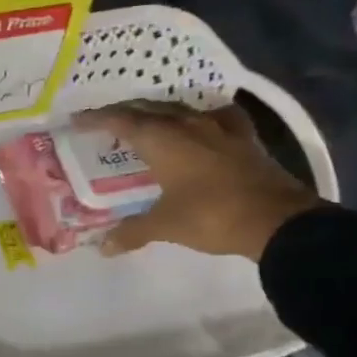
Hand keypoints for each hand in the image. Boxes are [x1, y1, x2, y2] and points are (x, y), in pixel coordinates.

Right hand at [74, 101, 320, 261]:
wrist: (278, 220)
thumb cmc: (212, 216)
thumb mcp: (165, 225)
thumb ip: (132, 232)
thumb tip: (103, 247)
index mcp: (163, 140)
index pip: (121, 121)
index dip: (97, 119)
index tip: (78, 120)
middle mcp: (188, 126)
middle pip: (149, 109)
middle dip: (124, 113)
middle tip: (106, 121)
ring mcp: (220, 129)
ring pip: (181, 109)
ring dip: (159, 112)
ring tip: (147, 120)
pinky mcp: (244, 139)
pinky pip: (217, 117)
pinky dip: (201, 117)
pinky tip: (202, 122)